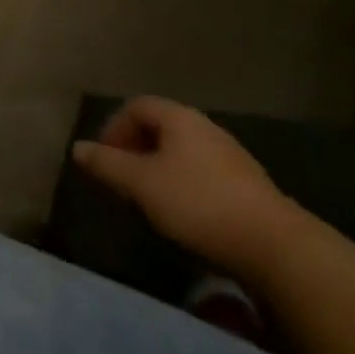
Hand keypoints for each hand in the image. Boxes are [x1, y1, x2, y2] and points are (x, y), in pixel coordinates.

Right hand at [72, 96, 297, 276]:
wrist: (277, 247)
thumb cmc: (199, 203)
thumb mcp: (142, 184)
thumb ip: (107, 164)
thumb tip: (77, 148)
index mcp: (178, 117)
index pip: (136, 106)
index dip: (114, 128)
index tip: (104, 159)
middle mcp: (205, 127)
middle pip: (160, 128)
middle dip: (135, 149)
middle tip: (123, 180)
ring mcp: (231, 156)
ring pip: (182, 152)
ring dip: (160, 169)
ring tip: (150, 200)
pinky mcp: (249, 186)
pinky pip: (204, 174)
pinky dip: (185, 186)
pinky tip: (185, 215)